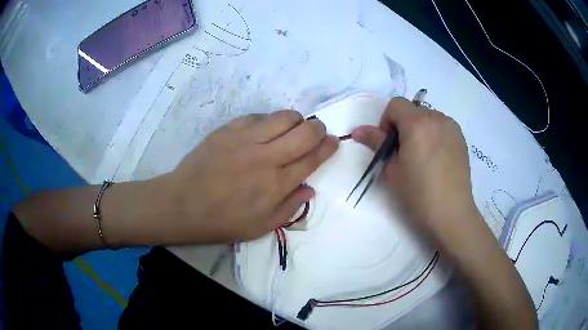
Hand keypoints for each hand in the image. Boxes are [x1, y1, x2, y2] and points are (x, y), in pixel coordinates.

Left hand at [158, 110, 338, 243]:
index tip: (335, 141)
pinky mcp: (228, 129)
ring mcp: (246, 139)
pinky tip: (262, 131)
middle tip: (317, 133)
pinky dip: (267, 121)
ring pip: (284, 116)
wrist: (184, 204)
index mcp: (277, 183)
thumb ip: (290, 207)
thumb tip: (310, 188)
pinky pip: (257, 116)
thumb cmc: (224, 221)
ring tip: (291, 130)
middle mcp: (266, 156)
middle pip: (305, 131)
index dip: (328, 147)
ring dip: (295, 120)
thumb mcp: (262, 226)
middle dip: (319, 129)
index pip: (313, 158)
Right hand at [351, 98, 479, 245]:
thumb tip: (357, 130)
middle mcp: (438, 118)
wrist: (451, 214)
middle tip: (404, 155)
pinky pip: (441, 127)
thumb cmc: (418, 194)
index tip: (389, 145)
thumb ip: (376, 143)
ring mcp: (452, 128)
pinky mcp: (461, 139)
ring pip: (428, 118)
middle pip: (412, 110)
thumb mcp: (392, 169)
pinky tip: (436, 160)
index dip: (386, 122)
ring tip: (421, 158)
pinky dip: (433, 135)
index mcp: (418, 123)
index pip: (395, 104)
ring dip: (419, 130)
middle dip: (403, 126)